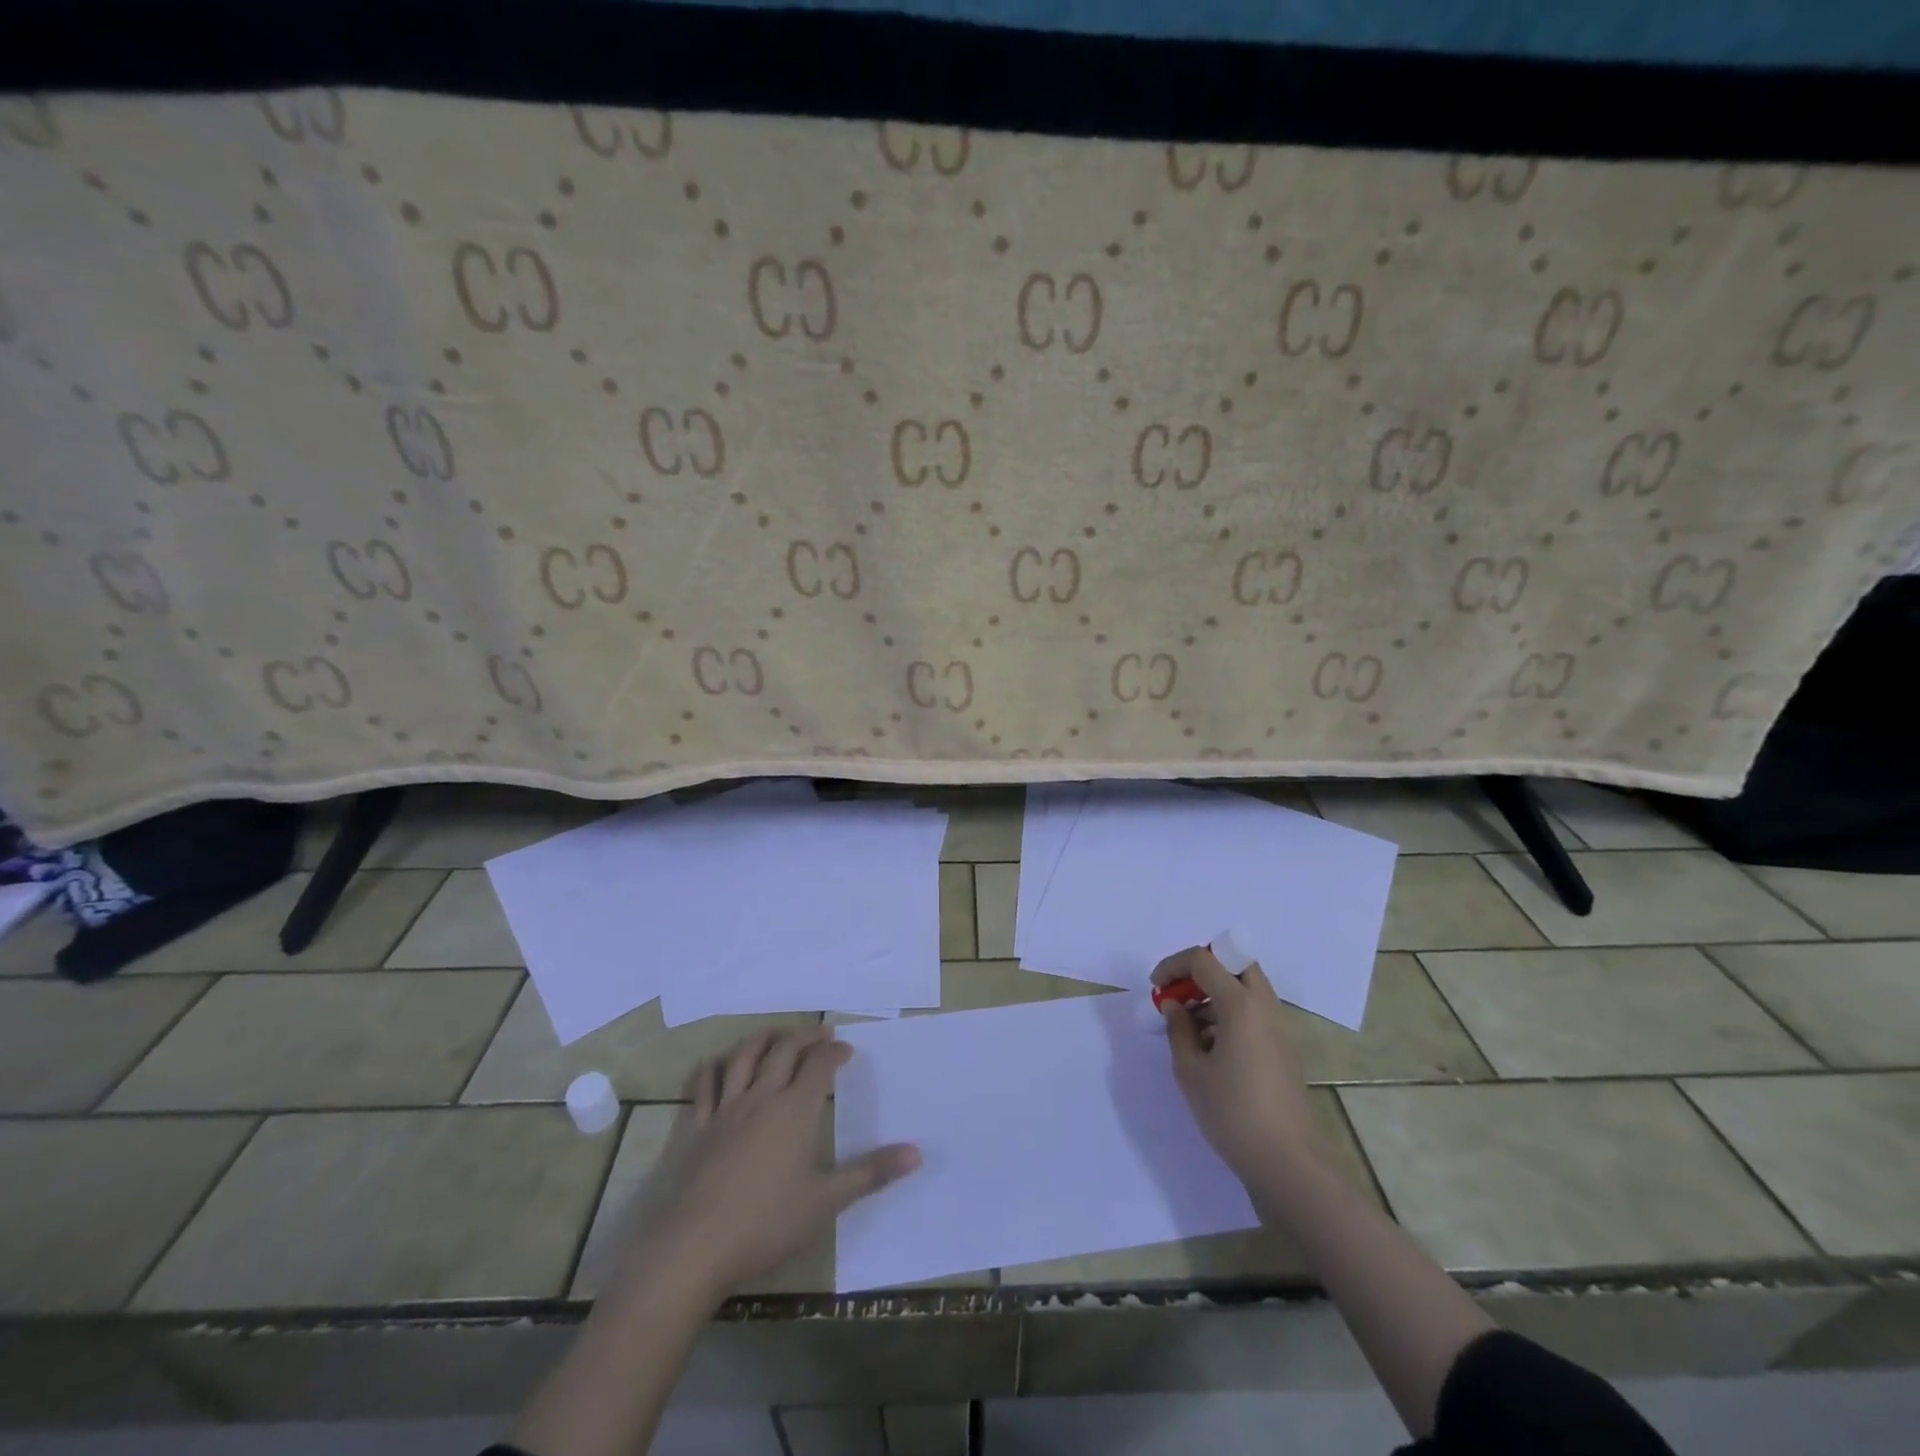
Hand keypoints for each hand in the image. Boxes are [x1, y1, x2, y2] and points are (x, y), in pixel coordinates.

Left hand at [611, 1027, 919, 1303]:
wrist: (694, 1247)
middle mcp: (762, 1098)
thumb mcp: (826, 1202)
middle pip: (784, 1051)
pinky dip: (713, 1069)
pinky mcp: (698, 1129)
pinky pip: (705, 1087)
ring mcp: (726, 1110)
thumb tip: (917, 1153)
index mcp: (796, 1110)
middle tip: (821, 1033)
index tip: (847, 1050)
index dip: (835, 1052)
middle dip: (805, 1036)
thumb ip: (871, 1173)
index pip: (820, 1065)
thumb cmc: (766, 1224)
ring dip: (763, 1039)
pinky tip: (717, 1064)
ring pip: (744, 1058)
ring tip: (776, 1034)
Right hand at [1154, 946, 1325, 1193]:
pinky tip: (1212, 1046)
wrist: (1288, 1163)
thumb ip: (1178, 1029)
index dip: (1174, 965)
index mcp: (1241, 1005)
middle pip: (1235, 964)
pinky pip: (1256, 1011)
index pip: (1204, 960)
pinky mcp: (1285, 1049)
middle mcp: (1266, 1007)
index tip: (1156, 987)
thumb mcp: (1190, 1070)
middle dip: (1202, 970)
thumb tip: (1174, 1005)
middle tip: (1179, 993)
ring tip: (1190, 1024)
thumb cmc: (1232, 1113)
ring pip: (1247, 987)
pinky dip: (1232, 1012)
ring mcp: (1281, 1028)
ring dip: (1217, 991)